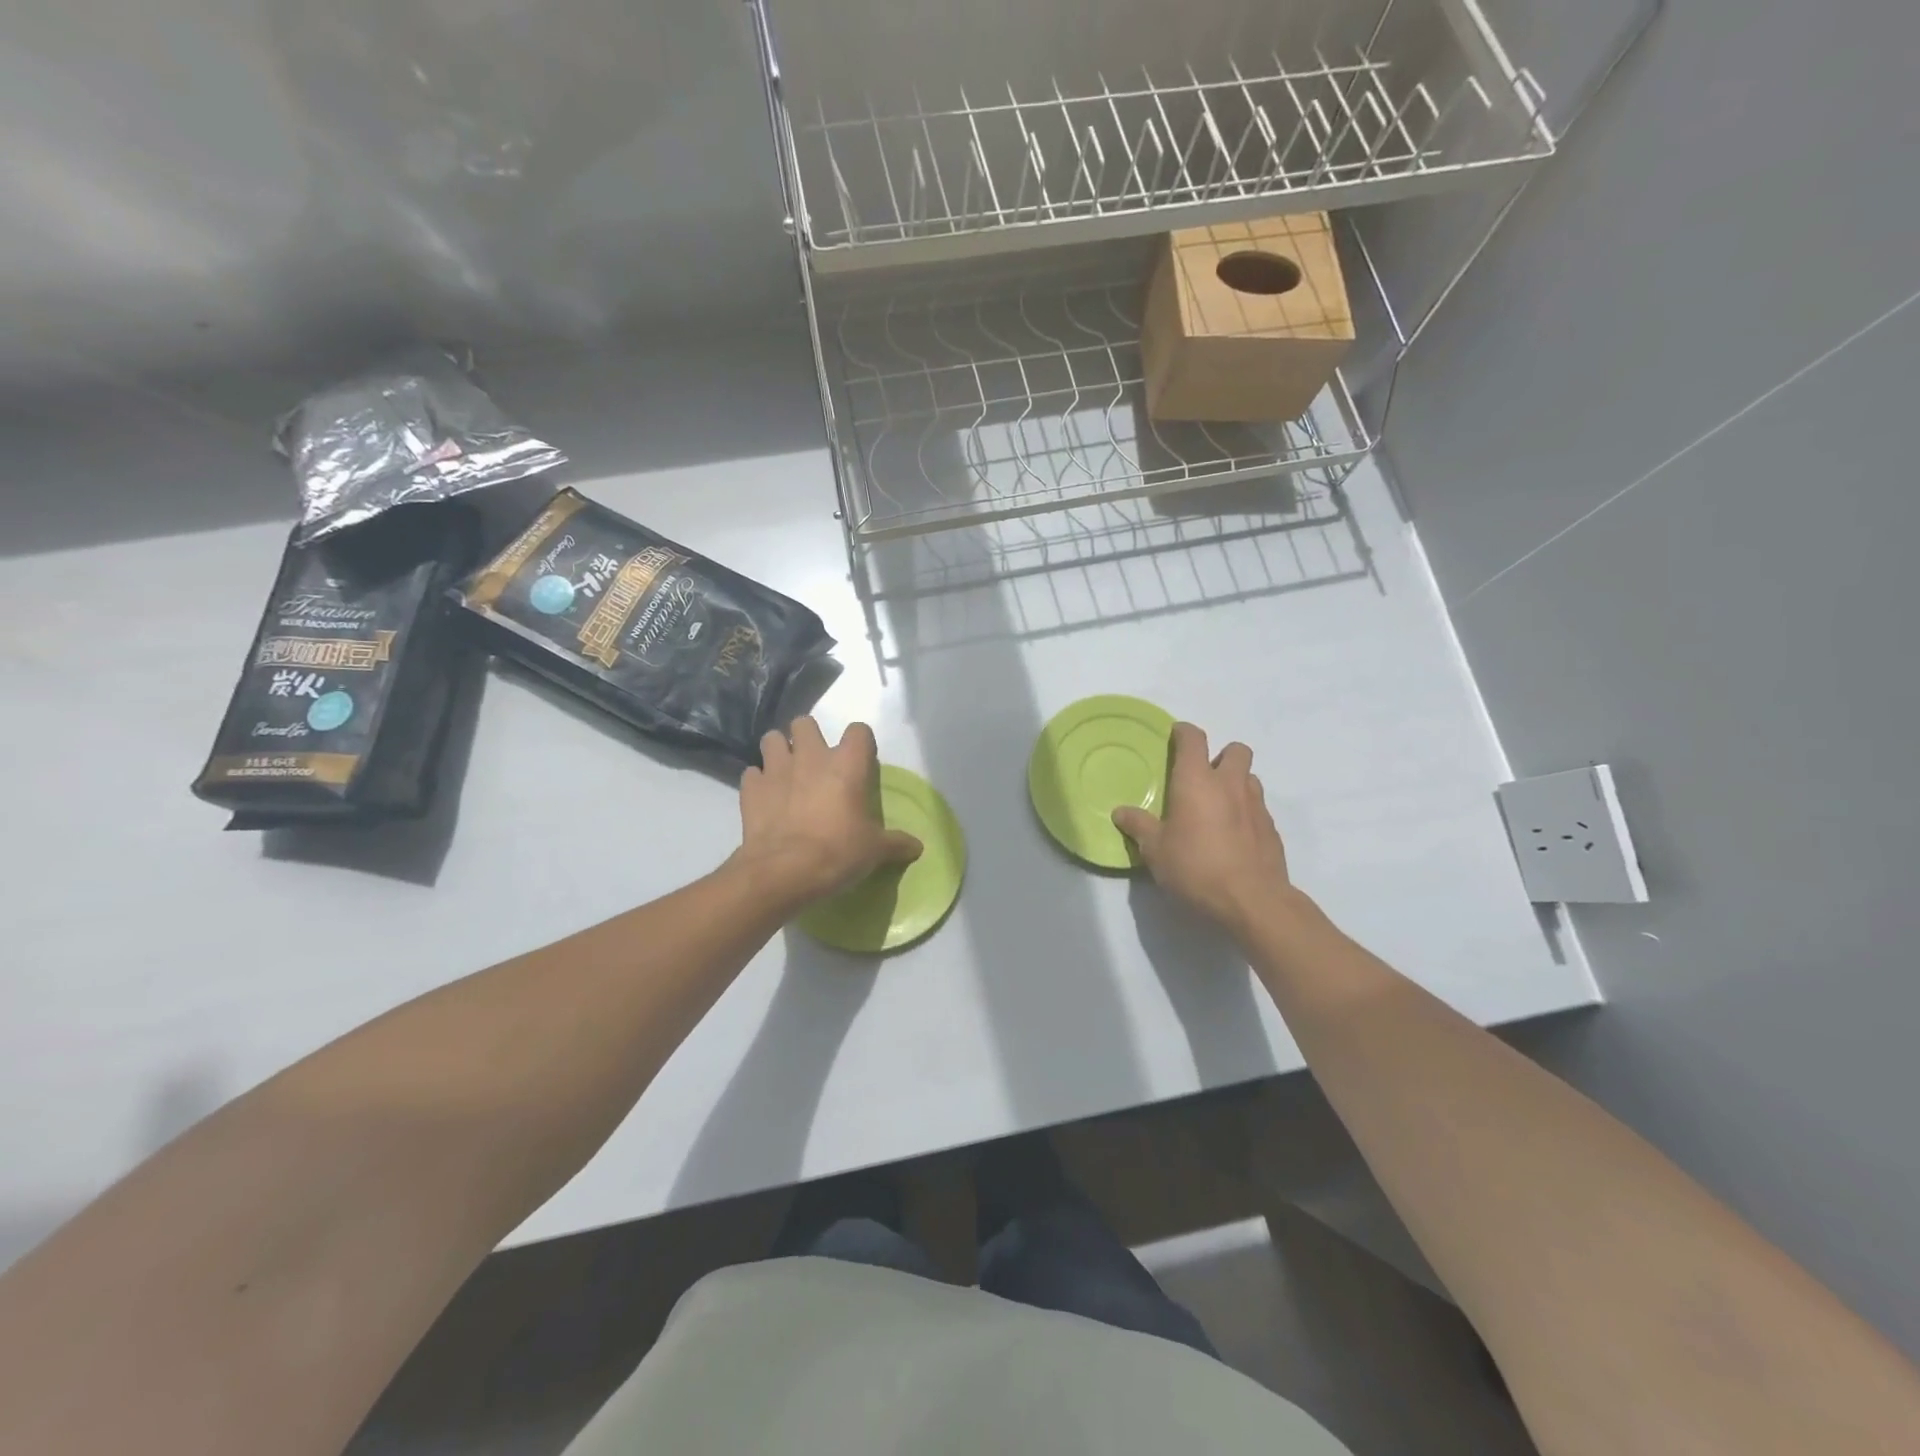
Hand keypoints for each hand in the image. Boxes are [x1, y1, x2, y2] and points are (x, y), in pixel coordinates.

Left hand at [731, 717, 921, 912]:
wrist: (783, 872)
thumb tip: (918, 847)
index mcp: (847, 764)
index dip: (861, 743)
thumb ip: (897, 844)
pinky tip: (765, 798)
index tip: (860, 761)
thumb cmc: (837, 853)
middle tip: (815, 762)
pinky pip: (752, 774)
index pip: (859, 730)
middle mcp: (811, 757)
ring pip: (772, 739)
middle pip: (805, 723)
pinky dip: (758, 782)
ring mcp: (776, 769)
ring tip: (786, 772)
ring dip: (779, 751)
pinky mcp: (751, 789)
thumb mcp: (875, 852)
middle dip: (808, 737)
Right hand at [1113, 722, 1294, 938]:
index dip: (1184, 732)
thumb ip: (1139, 827)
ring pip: (1250, 778)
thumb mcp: (1155, 851)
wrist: (1253, 901)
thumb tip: (1120, 812)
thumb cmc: (1196, 867)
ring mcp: (1256, 805)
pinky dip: (1246, 812)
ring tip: (1218, 807)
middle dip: (1221, 755)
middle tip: (1203, 777)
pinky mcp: (1272, 829)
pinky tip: (1233, 836)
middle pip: (1236, 750)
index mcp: (1197, 781)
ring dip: (1236, 783)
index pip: (1193, 739)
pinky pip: (1258, 807)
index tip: (1175, 735)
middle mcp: (1230, 784)